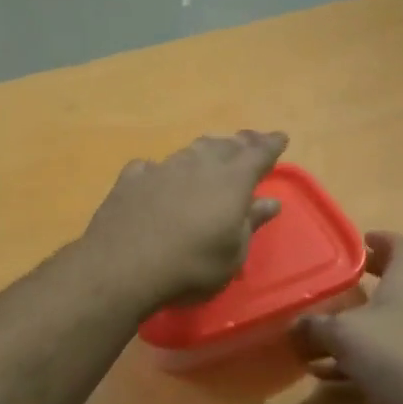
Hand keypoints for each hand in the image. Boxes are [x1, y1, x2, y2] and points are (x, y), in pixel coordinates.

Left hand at [83, 131, 288, 311]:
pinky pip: (152, 167)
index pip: (258, 154)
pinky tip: (156, 176)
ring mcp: (162, 168)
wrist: (122, 266)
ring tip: (212, 151)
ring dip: (205, 150)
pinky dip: (161, 170)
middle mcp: (198, 165)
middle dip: (240, 142)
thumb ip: (251, 223)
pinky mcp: (132, 179)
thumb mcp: (233, 254)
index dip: (271, 145)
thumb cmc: (191, 266)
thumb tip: (270, 202)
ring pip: (190, 151)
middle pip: (224, 146)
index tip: (280, 137)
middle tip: (249, 140)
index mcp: (231, 181)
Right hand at [296, 233, 402, 403]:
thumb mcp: (343, 334)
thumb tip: (293, 323)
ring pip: (387, 320)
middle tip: (339, 281)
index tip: (359, 241)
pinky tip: (328, 373)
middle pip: (395, 281)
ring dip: (357, 323)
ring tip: (322, 332)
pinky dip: (360, 355)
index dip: (382, 238)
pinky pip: (387, 351)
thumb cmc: (394, 355)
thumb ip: (314, 325)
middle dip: (366, 280)